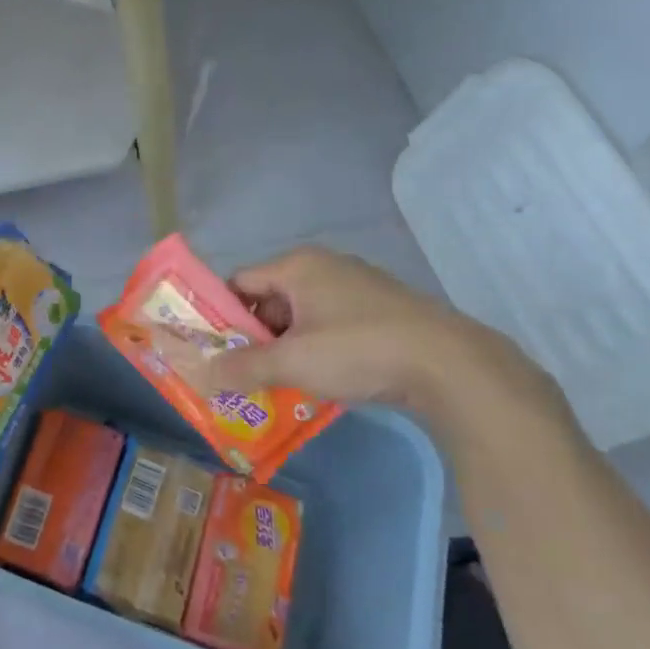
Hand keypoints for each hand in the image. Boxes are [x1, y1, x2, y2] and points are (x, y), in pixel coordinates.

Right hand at [202, 246, 543, 422]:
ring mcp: (355, 285)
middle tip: (244, 373)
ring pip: (301, 314)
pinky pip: (330, 323)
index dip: (221, 315)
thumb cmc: (358, 350)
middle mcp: (323, 266)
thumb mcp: (292, 362)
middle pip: (269, 299)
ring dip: (286, 346)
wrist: (448, 364)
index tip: (213, 350)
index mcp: (297, 266)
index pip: (239, 282)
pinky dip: (316, 347)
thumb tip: (201, 373)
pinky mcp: (379, 308)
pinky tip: (321, 378)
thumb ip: (243, 366)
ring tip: (279, 382)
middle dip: (254, 336)